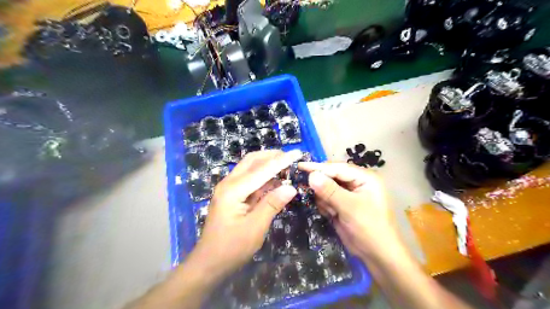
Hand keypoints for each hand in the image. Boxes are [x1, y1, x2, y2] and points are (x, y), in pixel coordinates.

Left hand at [189, 150, 300, 279]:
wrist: (209, 263)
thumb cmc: (231, 248)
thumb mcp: (255, 228)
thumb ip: (272, 204)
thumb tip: (291, 187)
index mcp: (233, 190)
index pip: (261, 170)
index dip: (281, 161)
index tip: (297, 152)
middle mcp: (228, 184)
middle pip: (252, 161)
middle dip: (271, 156)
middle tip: (290, 157)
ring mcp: (228, 189)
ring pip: (249, 168)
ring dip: (267, 165)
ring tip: (286, 167)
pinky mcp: (231, 195)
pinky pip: (249, 180)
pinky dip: (263, 177)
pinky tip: (274, 181)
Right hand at [299, 161, 397, 257]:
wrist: (378, 255)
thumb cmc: (369, 228)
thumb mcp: (350, 208)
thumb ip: (329, 191)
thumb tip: (311, 175)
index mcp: (364, 178)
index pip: (337, 168)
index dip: (318, 167)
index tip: (299, 166)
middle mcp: (356, 183)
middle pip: (331, 177)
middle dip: (322, 187)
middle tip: (311, 193)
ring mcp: (349, 194)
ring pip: (326, 188)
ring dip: (325, 200)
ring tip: (332, 212)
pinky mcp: (342, 205)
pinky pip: (327, 199)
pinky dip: (326, 206)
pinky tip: (332, 215)